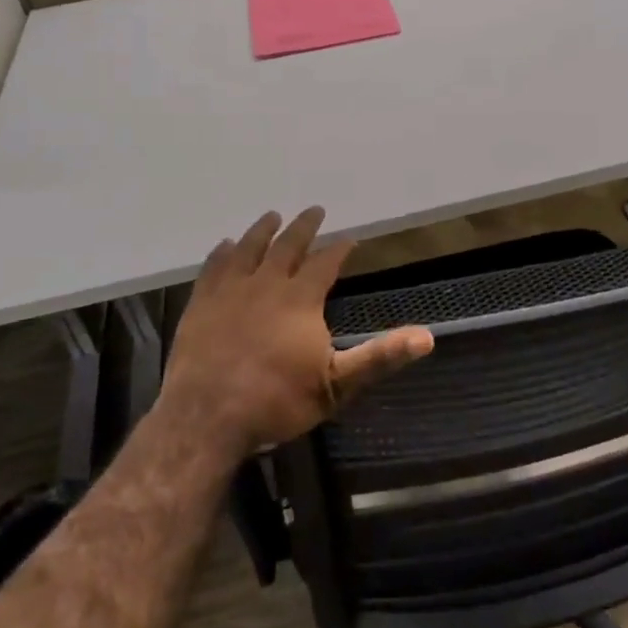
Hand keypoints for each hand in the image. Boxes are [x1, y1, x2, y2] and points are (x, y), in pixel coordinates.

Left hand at [162, 207, 433, 457]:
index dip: (340, 249)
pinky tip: (225, 245)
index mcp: (300, 299)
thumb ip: (379, 357)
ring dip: (262, 230)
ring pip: (248, 248)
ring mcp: (230, 291)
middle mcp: (266, 284)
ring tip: (272, 216)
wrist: (207, 417)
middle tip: (314, 210)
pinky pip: (213, 268)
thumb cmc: (276, 402)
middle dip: (303, 227)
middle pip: (287, 245)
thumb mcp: (336, 385)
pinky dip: (222, 253)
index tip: (350, 238)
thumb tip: (426, 337)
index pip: (326, 263)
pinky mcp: (201, 303)